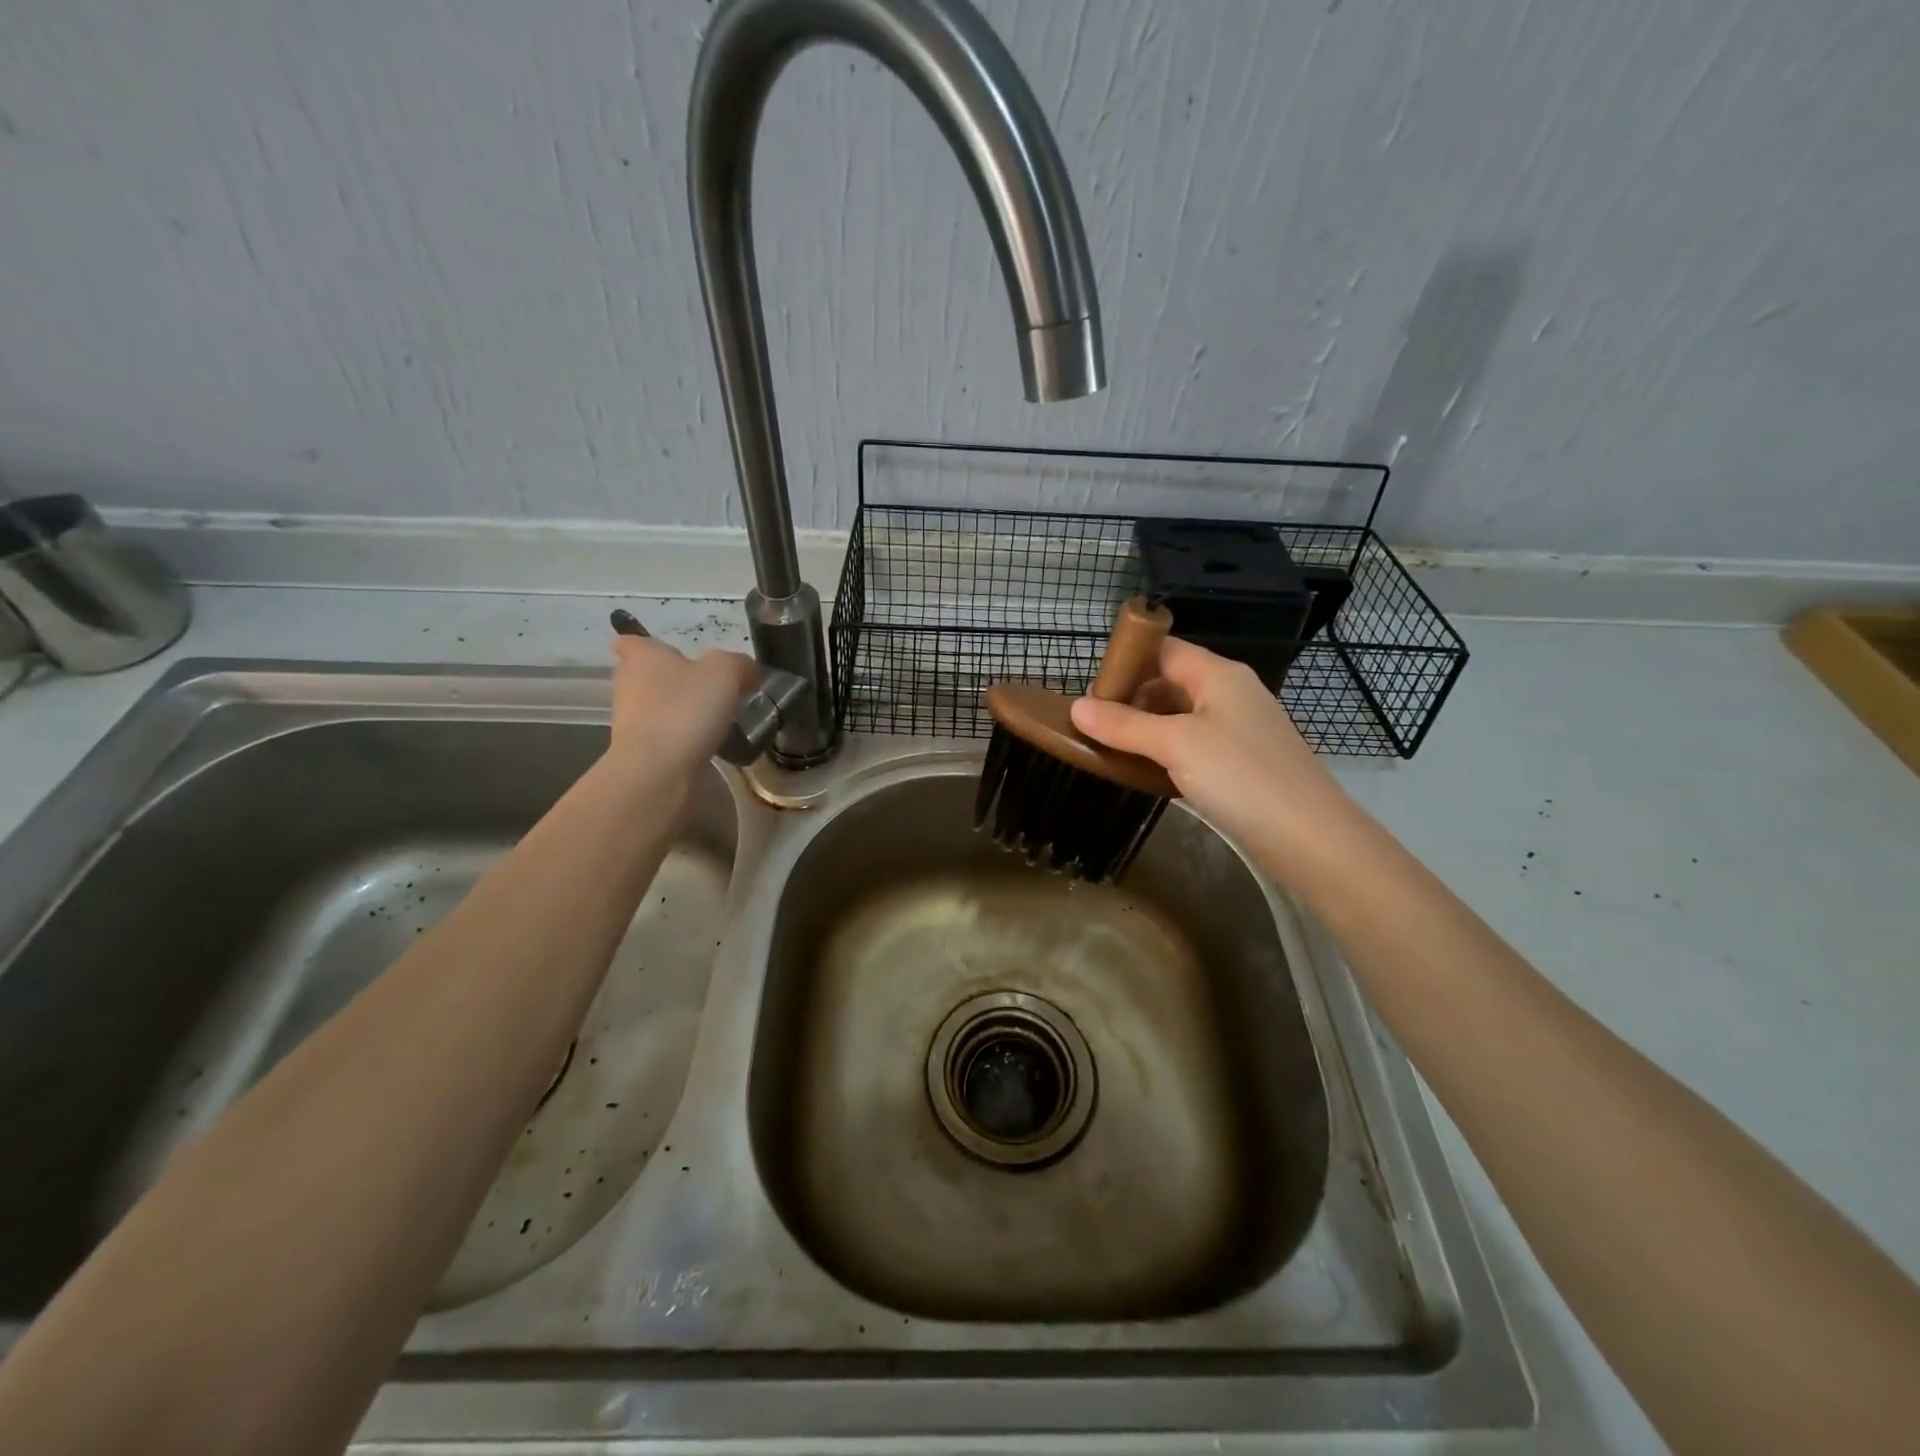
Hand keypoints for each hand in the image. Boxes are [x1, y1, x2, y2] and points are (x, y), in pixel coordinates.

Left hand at [608, 632, 757, 778]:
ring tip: (714, 718)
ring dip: (678, 710)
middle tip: (706, 687)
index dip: (651, 645)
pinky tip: (706, 744)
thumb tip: (746, 671)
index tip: (675, 655)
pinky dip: (681, 738)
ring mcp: (630, 721)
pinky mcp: (639, 752)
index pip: (632, 641)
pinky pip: (663, 736)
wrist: (658, 771)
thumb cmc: (686, 709)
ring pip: (655, 707)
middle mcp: (628, 684)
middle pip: (646, 675)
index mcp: (643, 657)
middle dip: (671, 679)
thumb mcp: (725, 673)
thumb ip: (738, 664)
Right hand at [1069, 637, 1358, 878]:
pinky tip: (1146, 772)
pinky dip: (1166, 752)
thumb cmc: (1241, 776)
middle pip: (1170, 681)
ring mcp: (1239, 729)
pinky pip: (1194, 744)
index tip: (1090, 692)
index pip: (1164, 649)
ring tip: (1112, 750)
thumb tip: (1076, 707)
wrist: (1310, 837)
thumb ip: (1125, 725)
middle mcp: (1231, 693)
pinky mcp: (1242, 762)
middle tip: (1095, 727)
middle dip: (1131, 699)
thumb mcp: (1176, 744)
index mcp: (1219, 674)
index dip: (1126, 663)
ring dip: (1146, 728)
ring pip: (1181, 716)